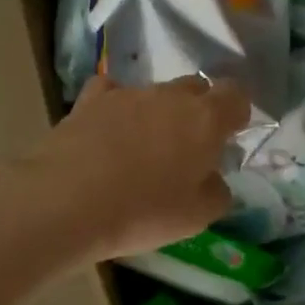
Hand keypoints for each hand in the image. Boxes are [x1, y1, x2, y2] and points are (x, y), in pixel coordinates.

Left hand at [26, 73, 251, 259]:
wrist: (67, 202)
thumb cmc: (144, 212)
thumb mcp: (197, 216)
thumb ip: (217, 192)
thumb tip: (214, 179)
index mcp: (206, 119)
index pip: (235, 95)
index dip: (236, 112)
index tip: (229, 135)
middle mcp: (170, 95)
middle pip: (196, 88)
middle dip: (198, 110)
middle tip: (188, 147)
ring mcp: (127, 93)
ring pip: (154, 92)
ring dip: (158, 112)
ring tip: (144, 147)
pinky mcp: (89, 101)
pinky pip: (111, 92)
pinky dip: (117, 106)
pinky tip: (110, 128)